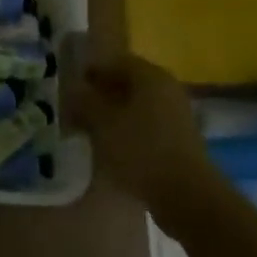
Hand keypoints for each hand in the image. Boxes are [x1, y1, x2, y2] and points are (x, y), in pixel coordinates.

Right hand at [66, 51, 220, 229]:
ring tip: (90, 130)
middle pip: (128, 83)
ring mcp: (177, 115)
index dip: (92, 71)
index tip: (71, 86)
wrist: (186, 195)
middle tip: (76, 108)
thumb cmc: (140, 150)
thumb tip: (73, 90)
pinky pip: (147, 126)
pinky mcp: (179, 140)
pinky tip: (112, 147)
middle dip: (102, 93)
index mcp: (150, 75)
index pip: (116, 61)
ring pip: (137, 105)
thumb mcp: (102, 123)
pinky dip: (128, 130)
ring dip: (114, 114)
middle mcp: (167, 88)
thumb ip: (84, 102)